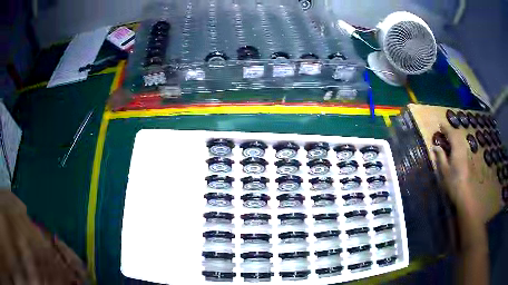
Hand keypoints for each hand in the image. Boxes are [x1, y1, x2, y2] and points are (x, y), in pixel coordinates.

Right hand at [432, 124, 483, 219]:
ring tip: (448, 139)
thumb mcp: (444, 170)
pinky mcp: (467, 159)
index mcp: (456, 149)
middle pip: (457, 135)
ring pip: (460, 140)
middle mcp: (462, 148)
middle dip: (450, 132)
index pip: (451, 134)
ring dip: (454, 137)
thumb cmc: (453, 182)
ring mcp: (466, 154)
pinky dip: (457, 143)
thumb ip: (440, 156)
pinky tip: (454, 149)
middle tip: (443, 132)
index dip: (445, 128)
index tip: (439, 125)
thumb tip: (435, 146)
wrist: (464, 193)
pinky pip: (462, 146)